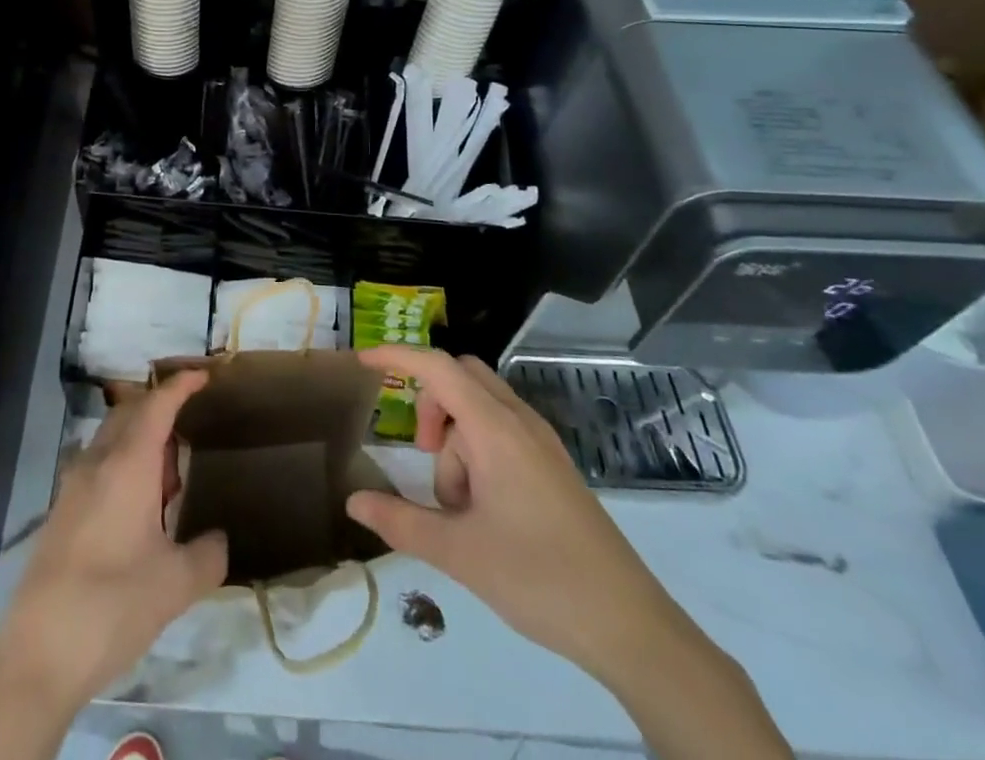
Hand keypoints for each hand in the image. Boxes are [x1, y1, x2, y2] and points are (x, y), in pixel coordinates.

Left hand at [0, 371, 228, 712]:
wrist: (37, 656)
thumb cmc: (113, 606)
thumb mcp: (176, 585)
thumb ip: (208, 555)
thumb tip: (218, 541)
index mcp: (127, 465)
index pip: (157, 405)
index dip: (181, 386)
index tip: (204, 376)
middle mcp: (97, 463)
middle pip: (130, 414)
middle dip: (160, 410)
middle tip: (190, 432)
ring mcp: (72, 487)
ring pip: (111, 440)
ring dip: (140, 442)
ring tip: (167, 480)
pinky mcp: (60, 514)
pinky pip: (97, 467)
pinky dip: (122, 467)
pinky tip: (137, 511)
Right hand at [343, 347, 693, 683]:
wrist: (631, 627)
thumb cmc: (539, 578)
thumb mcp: (458, 553)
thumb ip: (400, 521)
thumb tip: (353, 501)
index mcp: (495, 429)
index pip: (437, 367)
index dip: (397, 356)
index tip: (362, 362)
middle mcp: (519, 422)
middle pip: (460, 378)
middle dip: (431, 405)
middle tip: (421, 454)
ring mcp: (541, 443)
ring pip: (480, 409)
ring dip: (456, 442)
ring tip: (461, 509)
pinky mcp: (553, 467)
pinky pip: (502, 433)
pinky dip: (478, 454)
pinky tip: (482, 510)